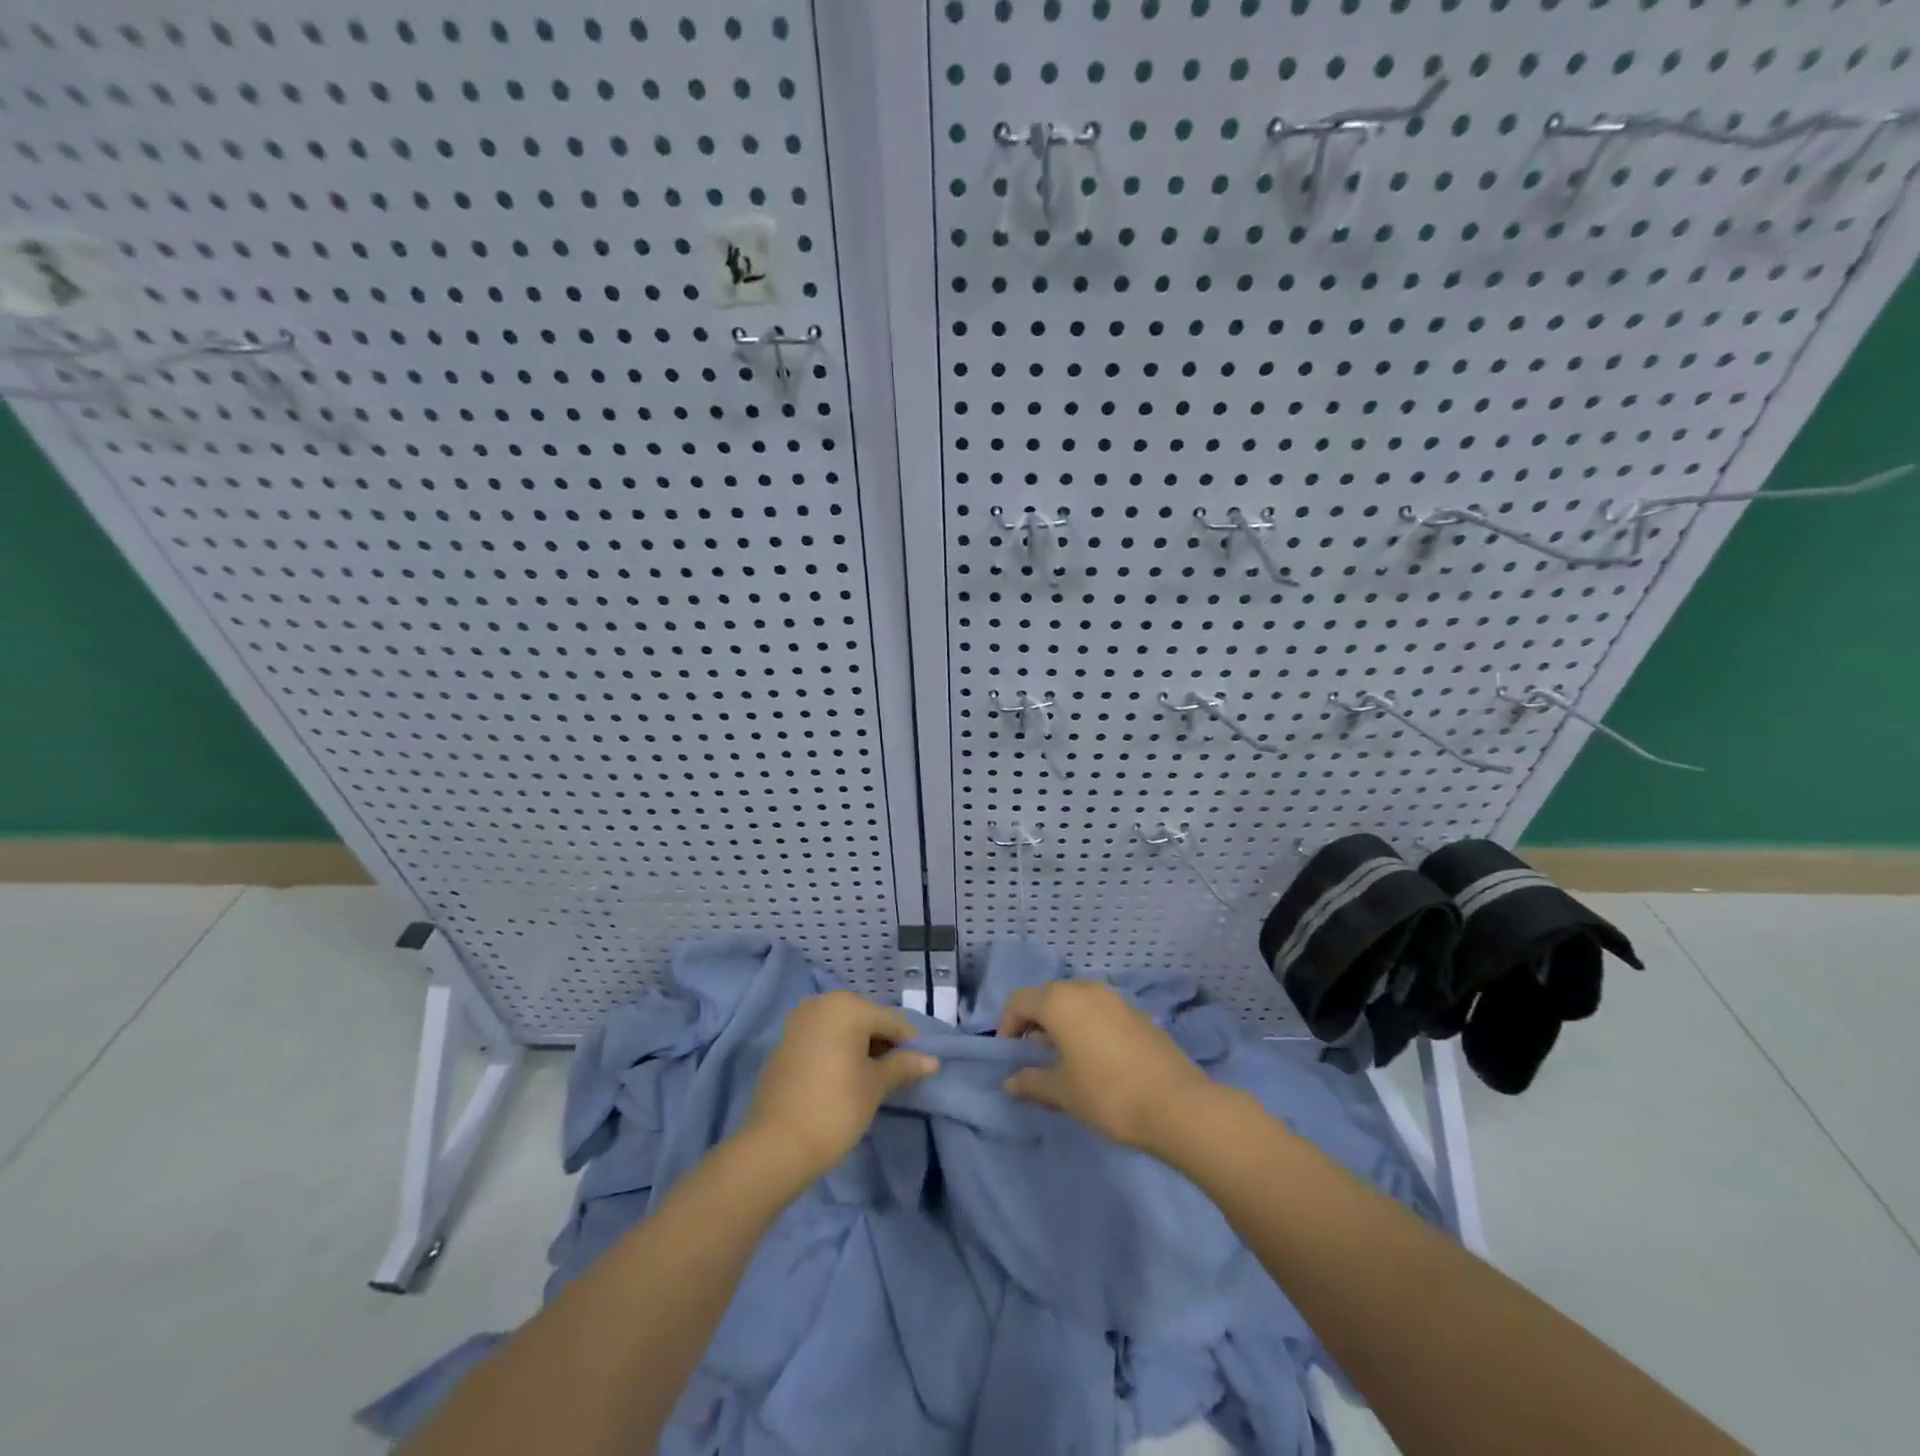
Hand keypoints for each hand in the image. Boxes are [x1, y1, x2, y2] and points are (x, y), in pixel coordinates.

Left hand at [741, 992, 938, 1184]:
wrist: (776, 1144)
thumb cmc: (837, 1107)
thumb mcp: (876, 1086)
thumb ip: (904, 1066)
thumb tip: (932, 1061)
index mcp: (848, 1006)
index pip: (891, 1021)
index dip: (908, 1045)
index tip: (915, 1070)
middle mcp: (822, 1004)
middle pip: (865, 1019)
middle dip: (881, 1043)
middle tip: (891, 1077)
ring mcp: (798, 1022)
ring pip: (841, 1029)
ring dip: (857, 1047)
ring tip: (867, 1080)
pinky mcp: (783, 1044)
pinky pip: (820, 1039)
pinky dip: (834, 1052)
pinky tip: (839, 1080)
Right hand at [997, 980, 1214, 1154]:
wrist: (1177, 1105)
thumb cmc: (1107, 1095)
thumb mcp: (1062, 1092)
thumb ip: (1031, 1082)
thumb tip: (1009, 1082)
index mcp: (1060, 1001)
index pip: (1019, 1001)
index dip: (1007, 1026)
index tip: (1009, 1055)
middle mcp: (1085, 989)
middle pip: (1047, 996)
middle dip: (1034, 1022)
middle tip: (1033, 1055)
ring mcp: (1114, 998)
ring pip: (1075, 1000)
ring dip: (1061, 1022)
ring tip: (1063, 1057)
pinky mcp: (1136, 1012)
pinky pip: (1099, 1010)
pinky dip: (1086, 1024)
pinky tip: (1094, 1057)